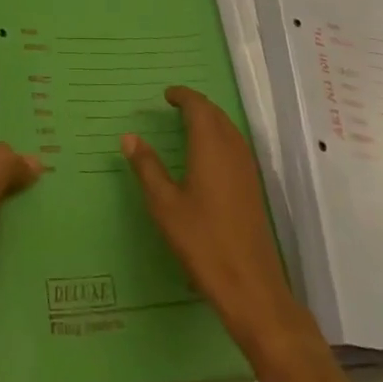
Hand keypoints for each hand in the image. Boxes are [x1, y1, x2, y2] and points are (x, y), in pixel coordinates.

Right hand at [122, 86, 306, 355]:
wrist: (251, 286)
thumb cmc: (203, 241)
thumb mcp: (165, 205)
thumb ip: (147, 167)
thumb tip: (129, 136)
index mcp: (210, 144)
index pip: (198, 106)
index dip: (183, 96)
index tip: (167, 95)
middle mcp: (232, 148)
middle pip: (215, 113)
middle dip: (196, 105)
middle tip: (175, 106)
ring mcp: (247, 167)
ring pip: (228, 128)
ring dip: (210, 119)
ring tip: (189, 126)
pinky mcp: (253, 186)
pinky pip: (235, 145)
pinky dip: (220, 136)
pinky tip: (209, 156)